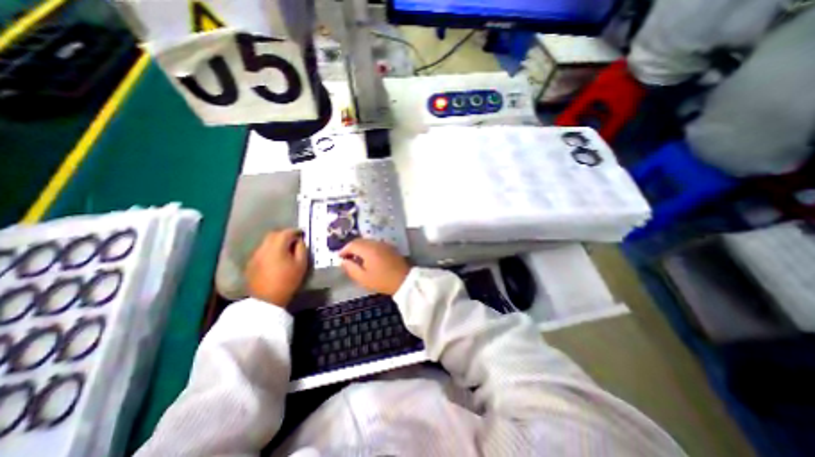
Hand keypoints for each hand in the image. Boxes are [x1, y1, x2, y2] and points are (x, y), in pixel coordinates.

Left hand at [246, 229, 308, 306]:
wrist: (267, 300)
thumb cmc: (288, 281)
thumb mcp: (301, 264)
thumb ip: (301, 249)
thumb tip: (299, 241)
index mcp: (276, 247)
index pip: (286, 233)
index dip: (295, 231)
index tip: (302, 233)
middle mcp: (263, 248)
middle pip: (273, 234)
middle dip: (284, 234)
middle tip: (293, 240)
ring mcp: (255, 255)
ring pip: (266, 242)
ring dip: (276, 242)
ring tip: (284, 249)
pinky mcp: (251, 263)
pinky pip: (261, 251)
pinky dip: (269, 250)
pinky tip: (275, 258)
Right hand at [340, 240, 409, 295]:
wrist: (404, 280)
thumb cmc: (382, 281)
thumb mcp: (363, 278)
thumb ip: (351, 269)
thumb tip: (343, 261)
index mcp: (368, 249)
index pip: (352, 244)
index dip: (343, 250)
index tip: (339, 258)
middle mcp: (376, 243)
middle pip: (360, 241)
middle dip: (351, 248)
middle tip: (346, 258)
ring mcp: (384, 244)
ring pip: (368, 242)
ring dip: (360, 248)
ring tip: (356, 259)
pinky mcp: (390, 247)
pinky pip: (375, 244)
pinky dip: (368, 248)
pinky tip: (368, 258)